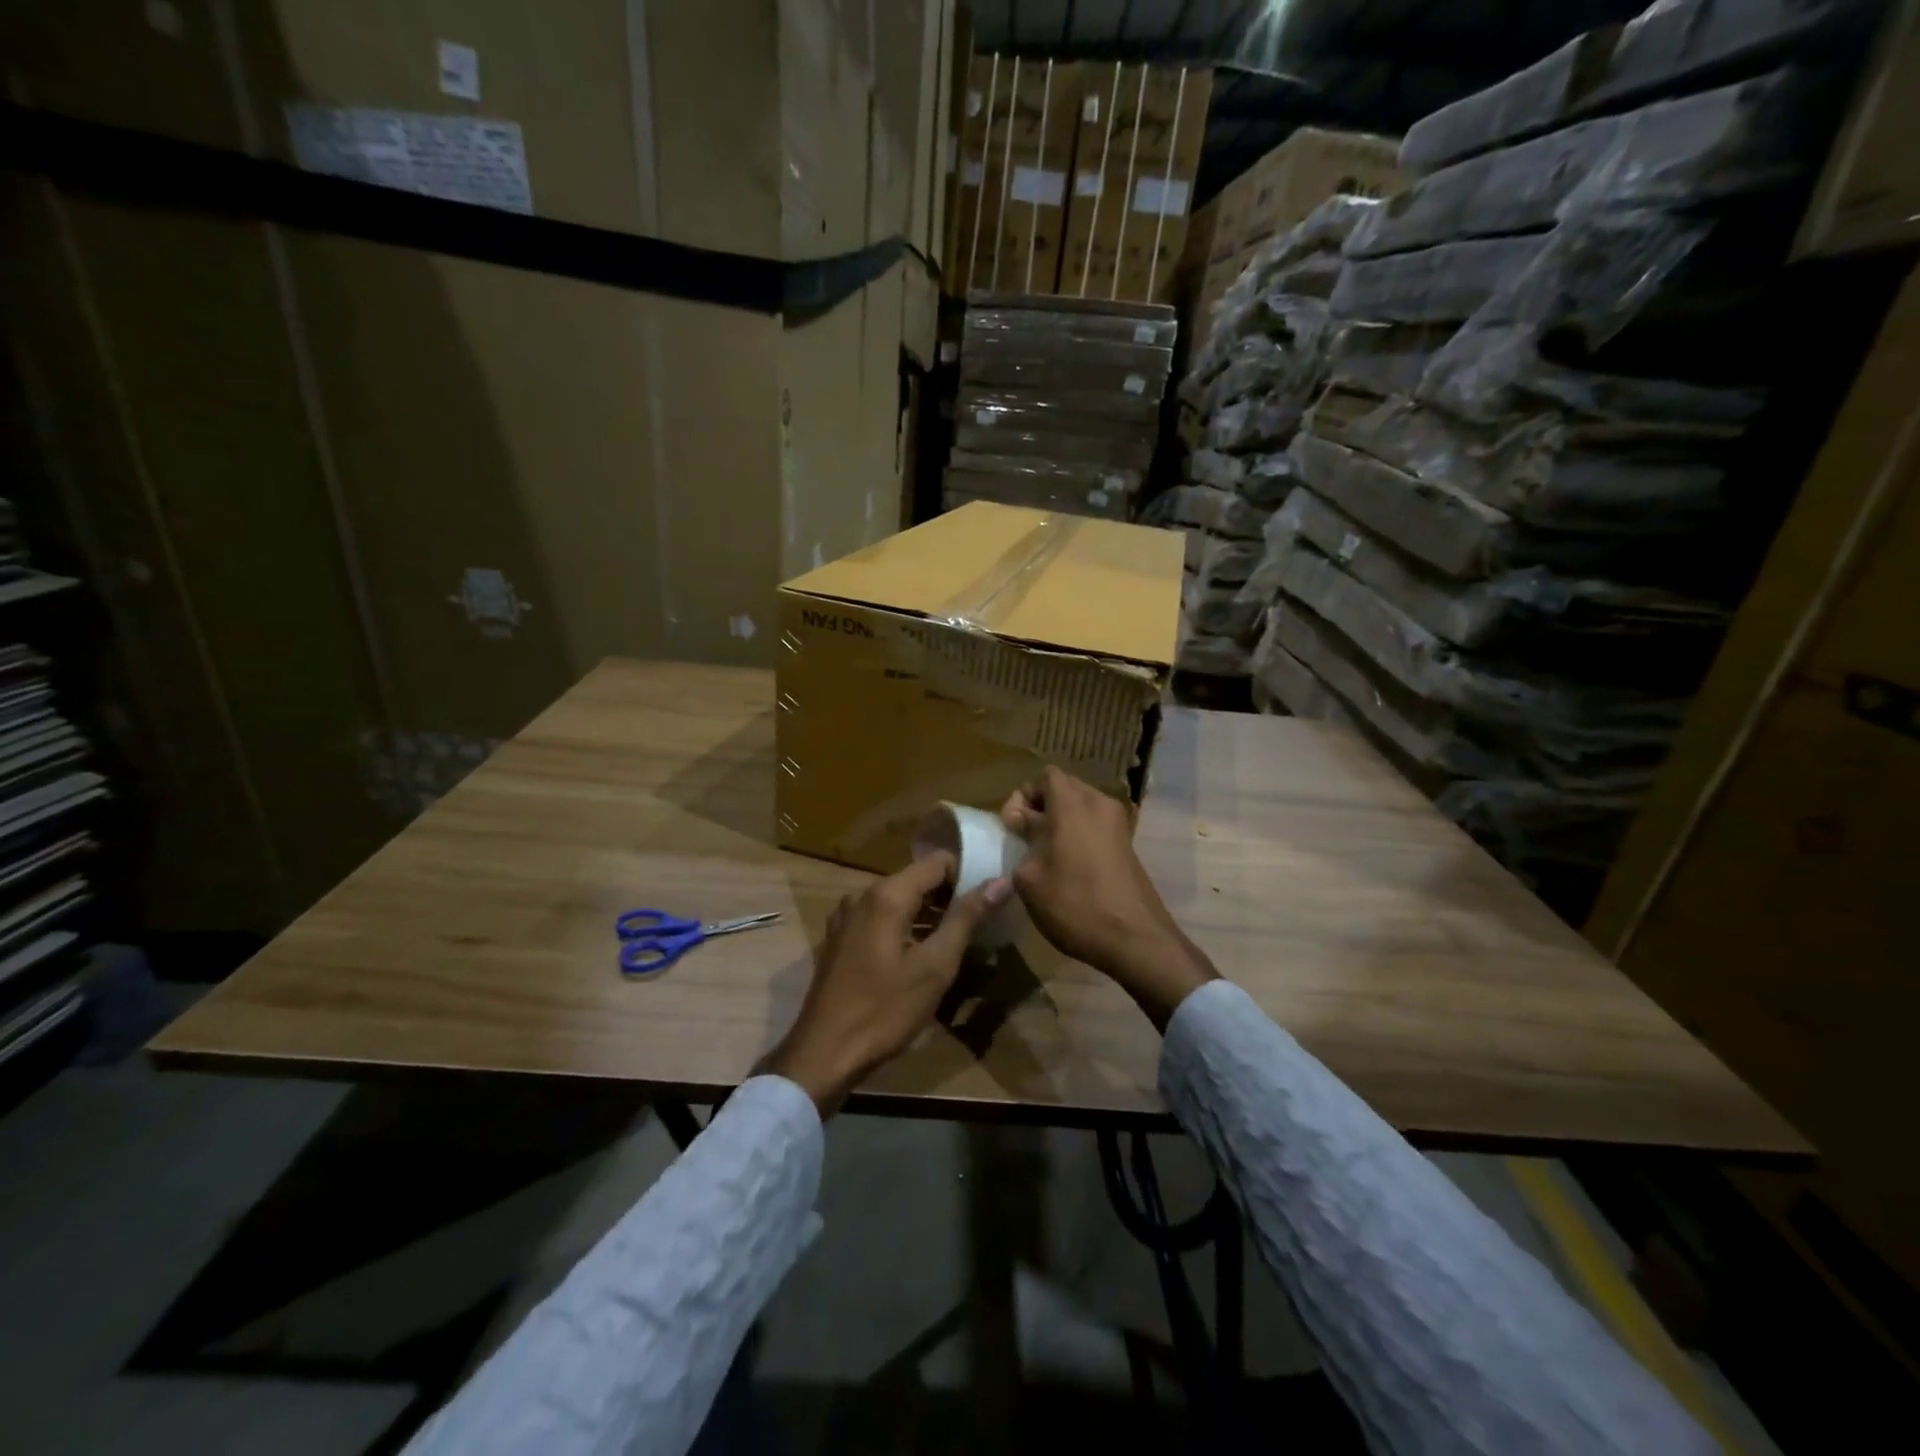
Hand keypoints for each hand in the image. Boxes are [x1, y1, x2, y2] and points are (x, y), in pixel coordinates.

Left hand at [767, 852, 1008, 1116]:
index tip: (990, 896)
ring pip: (898, 899)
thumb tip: (1000, 881)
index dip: (967, 873)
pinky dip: (904, 925)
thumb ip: (966, 918)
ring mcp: (846, 916)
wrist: (824, 1054)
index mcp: (886, 895)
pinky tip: (920, 953)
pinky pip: (880, 917)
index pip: (937, 862)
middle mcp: (862, 894)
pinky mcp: (839, 937)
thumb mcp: (935, 967)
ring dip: (928, 913)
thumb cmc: (884, 1010)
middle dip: (949, 895)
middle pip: (916, 878)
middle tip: (979, 921)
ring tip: (956, 938)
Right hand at [1002, 767, 1216, 1029]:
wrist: (1135, 939)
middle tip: (1024, 838)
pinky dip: (1078, 834)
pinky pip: (1095, 825)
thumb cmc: (1075, 904)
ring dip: (1060, 822)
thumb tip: (1023, 825)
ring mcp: (1118, 824)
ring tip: (1044, 854)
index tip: (1013, 826)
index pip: (1045, 776)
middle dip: (1040, 807)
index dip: (1023, 795)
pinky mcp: (1127, 844)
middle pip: (1064, 787)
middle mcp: (1098, 803)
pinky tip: (1067, 866)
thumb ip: (1023, 841)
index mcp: (1072, 803)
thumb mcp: (1031, 878)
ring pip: (1081, 807)